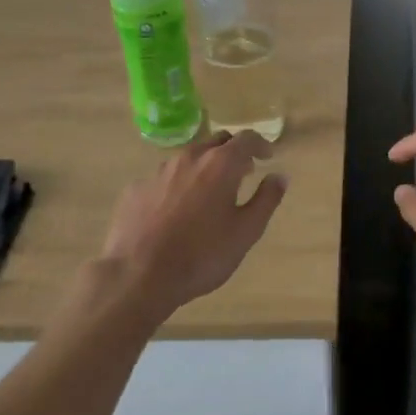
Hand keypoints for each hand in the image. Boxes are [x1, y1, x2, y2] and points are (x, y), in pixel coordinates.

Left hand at [95, 131, 287, 321]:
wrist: (137, 276)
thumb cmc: (201, 254)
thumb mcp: (246, 232)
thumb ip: (266, 199)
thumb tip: (280, 176)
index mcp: (220, 164)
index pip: (246, 138)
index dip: (260, 144)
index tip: (267, 156)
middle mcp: (189, 158)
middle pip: (216, 141)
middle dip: (232, 152)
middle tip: (242, 172)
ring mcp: (158, 172)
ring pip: (188, 158)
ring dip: (204, 167)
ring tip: (208, 192)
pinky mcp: (136, 189)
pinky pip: (164, 179)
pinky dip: (177, 186)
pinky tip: (175, 211)